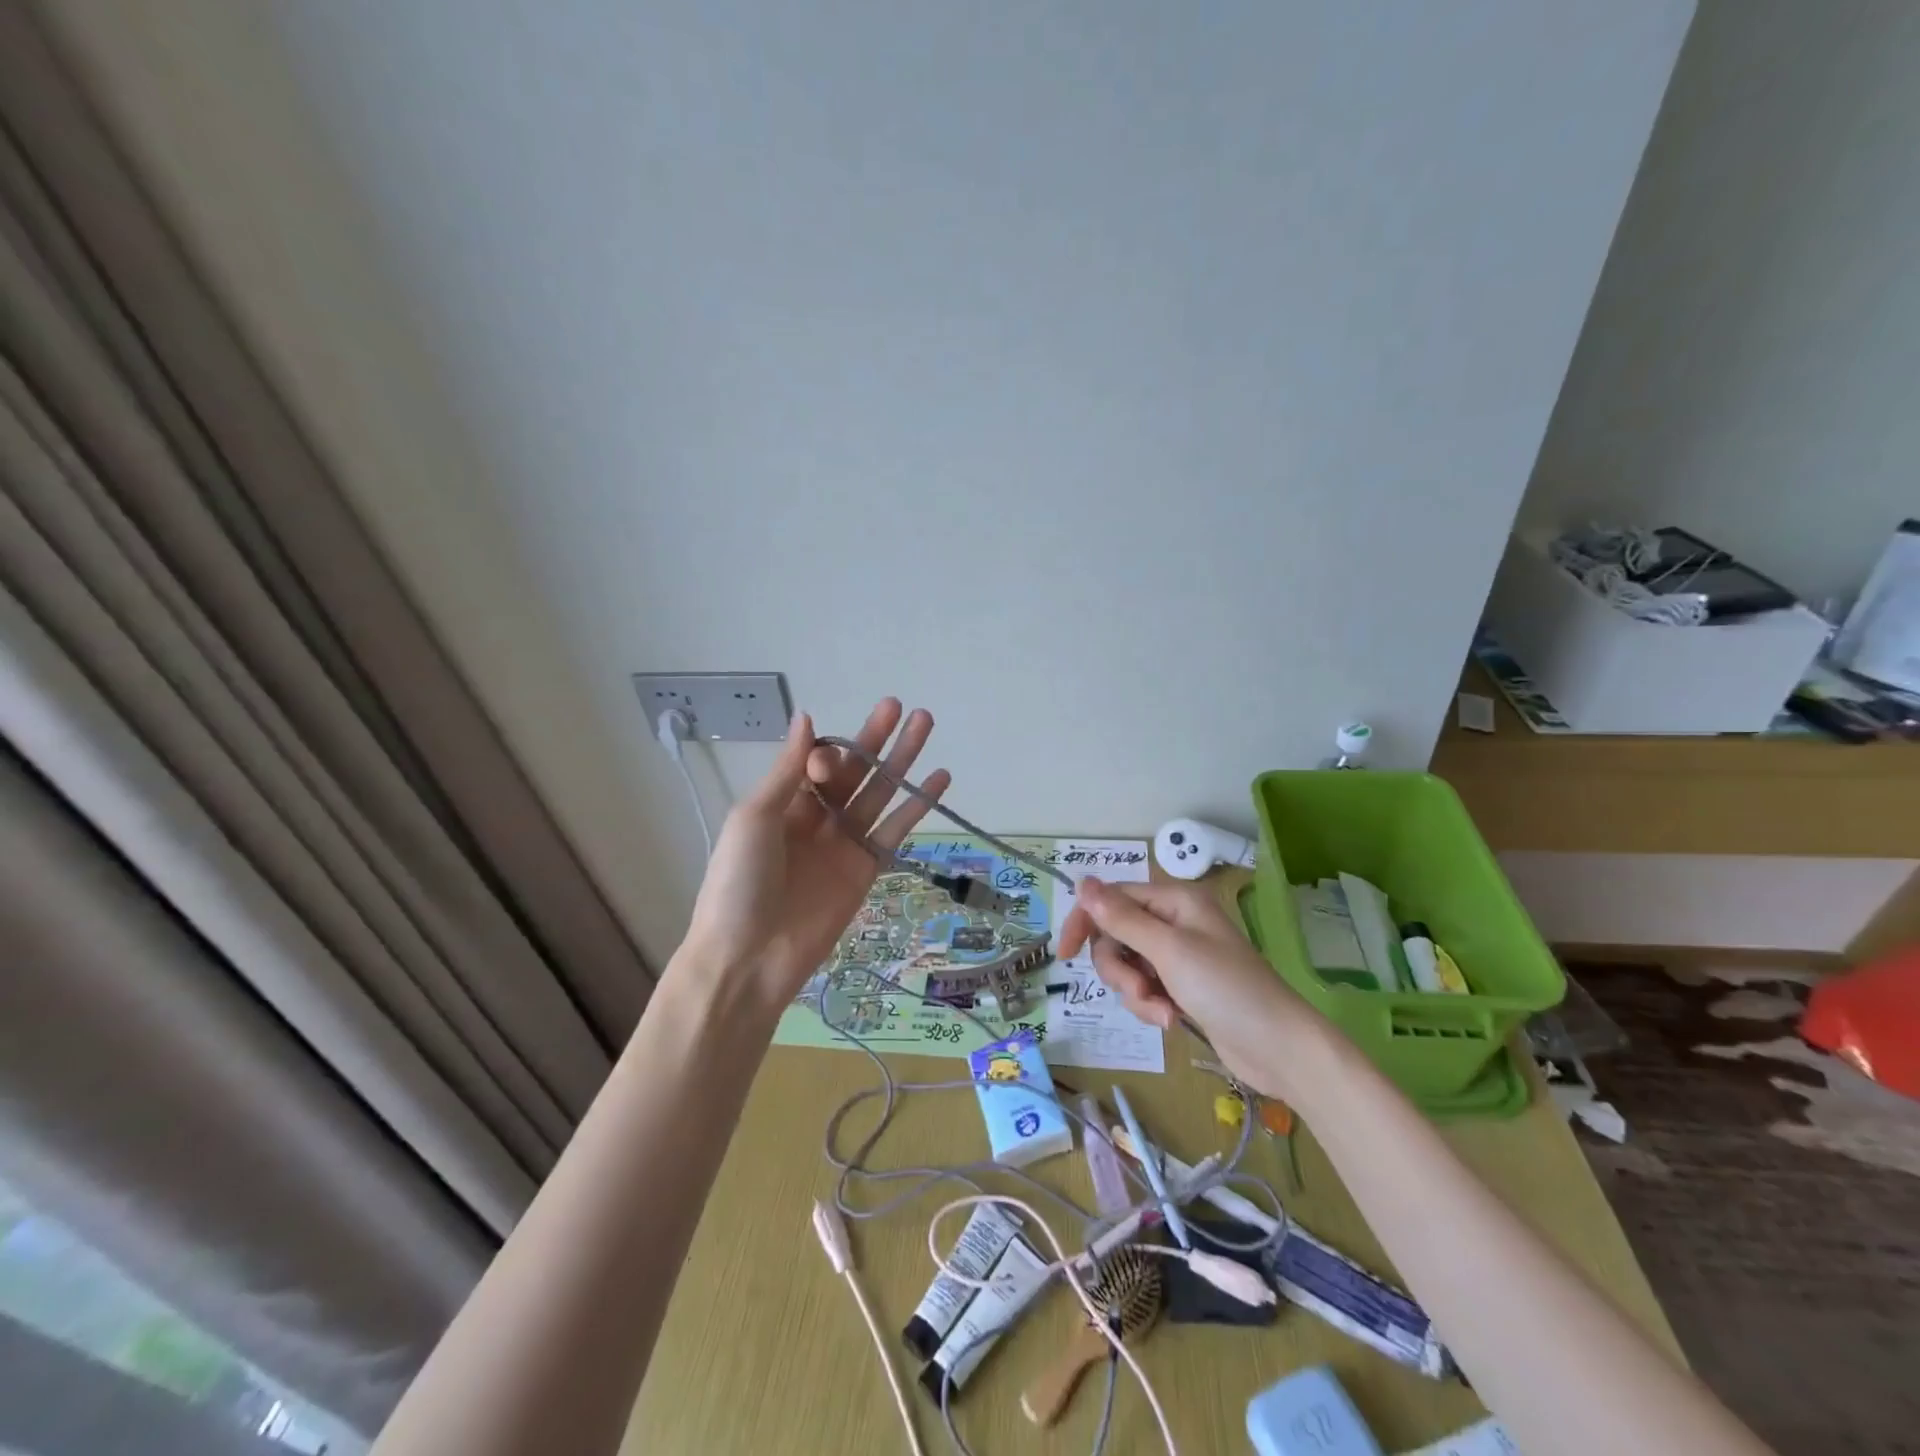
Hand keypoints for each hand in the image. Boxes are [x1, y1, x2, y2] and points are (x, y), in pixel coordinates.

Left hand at [680, 699, 949, 1004]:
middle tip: (903, 706)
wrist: (749, 958)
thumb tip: (807, 716)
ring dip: (902, 760)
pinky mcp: (867, 869)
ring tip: (926, 723)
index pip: (819, 763)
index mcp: (784, 802)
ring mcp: (844, 843)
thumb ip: (787, 769)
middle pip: (855, 771)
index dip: (831, 755)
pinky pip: (895, 830)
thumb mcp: (754, 817)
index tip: (828, 766)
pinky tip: (939, 778)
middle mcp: (817, 817)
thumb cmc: (739, 882)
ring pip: (880, 793)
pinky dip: (917, 806)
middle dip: (877, 739)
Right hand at [1058, 877, 1319, 1100]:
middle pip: (1115, 935)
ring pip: (1127, 965)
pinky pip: (1144, 988)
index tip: (1064, 953)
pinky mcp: (1181, 986)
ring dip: (1135, 992)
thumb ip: (1122, 918)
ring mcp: (1177, 956)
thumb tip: (1082, 882)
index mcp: (1173, 901)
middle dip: (1119, 968)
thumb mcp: (1169, 950)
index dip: (1086, 922)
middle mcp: (1173, 922)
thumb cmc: (1226, 988)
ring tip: (1161, 1012)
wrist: (1278, 1048)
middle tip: (1140, 990)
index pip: (1112, 899)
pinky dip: (1149, 1005)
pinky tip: (1171, 1020)